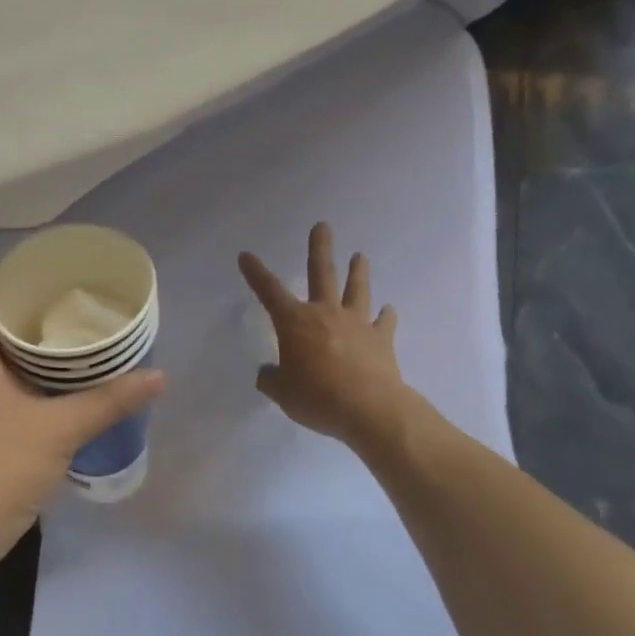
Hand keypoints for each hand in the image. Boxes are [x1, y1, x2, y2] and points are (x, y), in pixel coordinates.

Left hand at [0, 278, 165, 568]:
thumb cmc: (1, 469)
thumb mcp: (62, 430)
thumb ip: (109, 401)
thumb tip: (157, 376)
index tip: (36, 277)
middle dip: (20, 311)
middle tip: (64, 305)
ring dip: (20, 345)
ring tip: (65, 340)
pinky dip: (18, 375)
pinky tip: (52, 387)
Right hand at [239, 224, 420, 447]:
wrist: (369, 409)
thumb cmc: (317, 397)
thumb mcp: (282, 393)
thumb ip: (272, 379)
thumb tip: (268, 373)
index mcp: (295, 322)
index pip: (269, 291)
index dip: (255, 273)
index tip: (246, 255)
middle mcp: (325, 313)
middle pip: (321, 273)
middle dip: (319, 248)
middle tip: (322, 226)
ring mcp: (356, 324)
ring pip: (356, 290)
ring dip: (358, 272)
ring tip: (360, 255)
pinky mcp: (381, 340)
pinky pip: (384, 322)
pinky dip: (386, 315)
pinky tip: (388, 310)